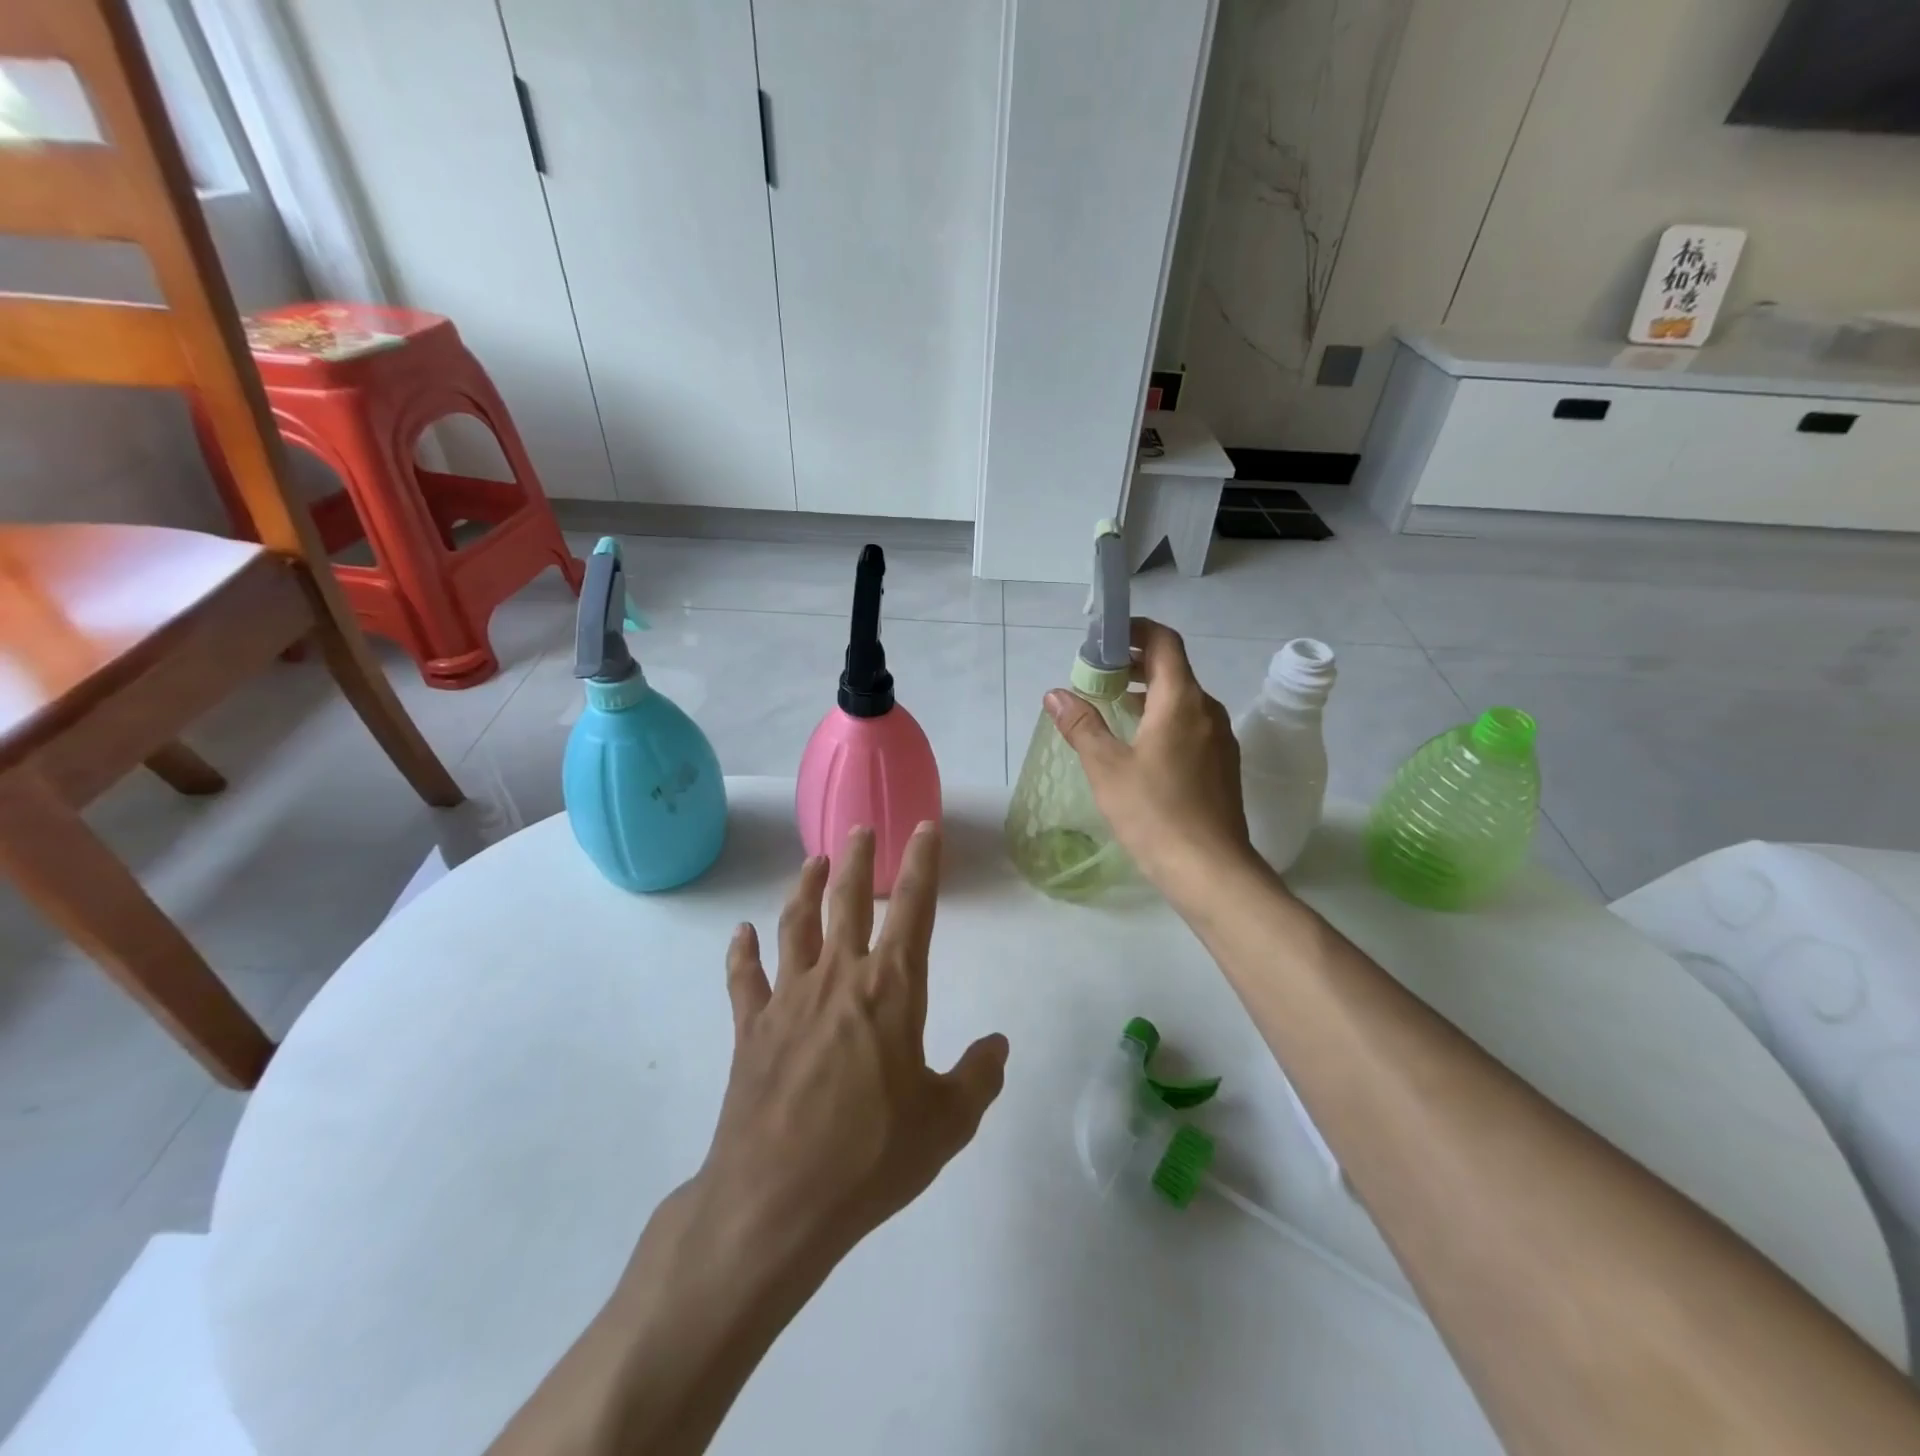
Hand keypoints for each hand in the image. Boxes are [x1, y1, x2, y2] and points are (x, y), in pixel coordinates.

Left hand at [698, 824, 1008, 1271]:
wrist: (777, 1202)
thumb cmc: (871, 1158)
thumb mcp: (946, 1124)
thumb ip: (977, 1078)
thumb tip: (997, 1045)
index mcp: (891, 990)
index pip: (914, 909)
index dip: (923, 863)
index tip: (924, 827)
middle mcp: (839, 978)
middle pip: (848, 901)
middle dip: (858, 859)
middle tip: (862, 828)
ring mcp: (789, 999)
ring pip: (796, 925)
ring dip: (805, 888)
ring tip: (814, 860)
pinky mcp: (751, 1028)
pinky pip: (744, 979)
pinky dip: (742, 952)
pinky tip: (741, 933)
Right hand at [1044, 618, 1260, 900]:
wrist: (1210, 870)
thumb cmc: (1154, 813)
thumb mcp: (1107, 768)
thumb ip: (1081, 725)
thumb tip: (1055, 694)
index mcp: (1181, 701)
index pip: (1163, 641)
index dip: (1134, 630)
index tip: (1102, 638)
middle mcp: (1207, 710)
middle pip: (1172, 668)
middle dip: (1133, 663)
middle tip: (1095, 674)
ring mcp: (1219, 738)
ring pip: (1182, 698)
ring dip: (1147, 692)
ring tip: (1111, 706)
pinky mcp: (1222, 764)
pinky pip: (1190, 724)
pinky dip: (1162, 718)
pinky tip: (1139, 744)